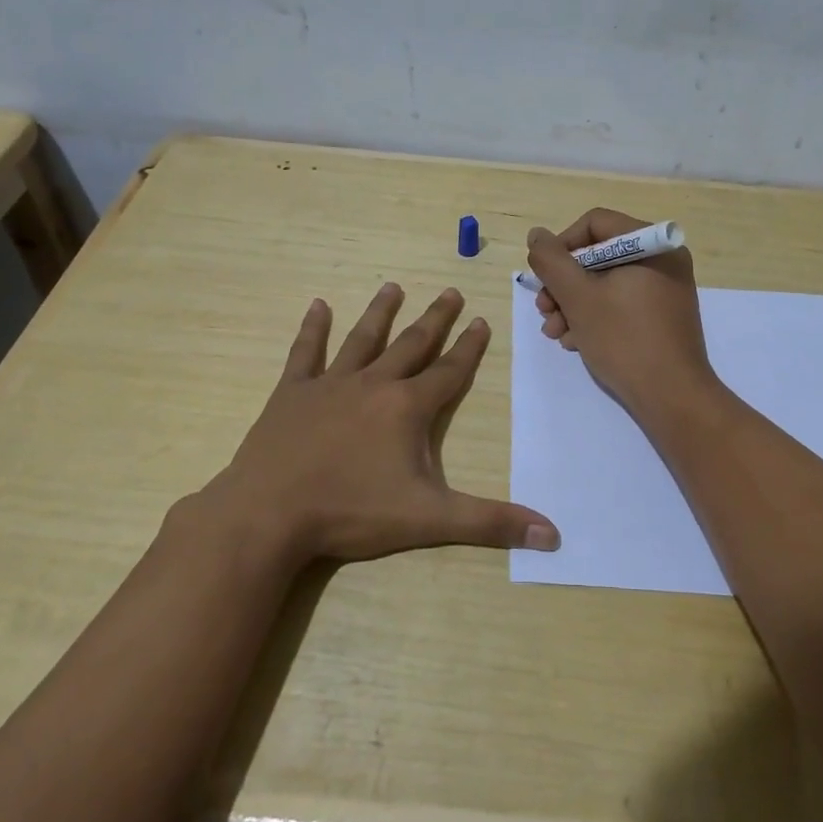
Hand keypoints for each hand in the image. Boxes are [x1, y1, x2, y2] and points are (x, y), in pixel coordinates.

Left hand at [190, 284, 559, 566]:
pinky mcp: (292, 393)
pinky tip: (317, 305)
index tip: (481, 320)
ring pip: (362, 339)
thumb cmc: (351, 513)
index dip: (469, 347)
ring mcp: (330, 385)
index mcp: (407, 409)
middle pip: (412, 344)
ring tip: (393, 286)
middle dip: (435, 319)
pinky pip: (305, 352)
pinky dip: (313, 328)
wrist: (270, 514)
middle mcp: (374, 385)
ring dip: (380, 312)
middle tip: (450, 291)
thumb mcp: (429, 520)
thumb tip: (553, 535)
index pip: (449, 371)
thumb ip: (490, 523)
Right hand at [526, 209, 718, 419]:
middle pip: (598, 256)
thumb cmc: (624, 339)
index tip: (544, 277)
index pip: (595, 224)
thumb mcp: (578, 297)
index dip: (562, 246)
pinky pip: (621, 303)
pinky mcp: (662, 316)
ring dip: (573, 305)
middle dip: (564, 284)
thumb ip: (552, 261)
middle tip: (544, 310)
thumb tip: (537, 235)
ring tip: (555, 333)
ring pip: (606, 283)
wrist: (672, 397)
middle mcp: (663, 261)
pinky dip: (595, 317)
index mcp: (652, 245)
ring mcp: (665, 290)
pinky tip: (576, 341)